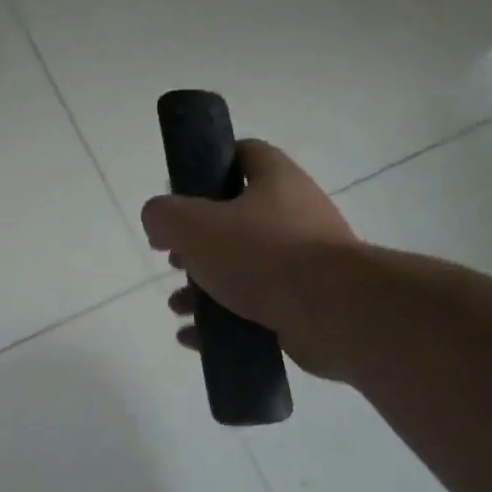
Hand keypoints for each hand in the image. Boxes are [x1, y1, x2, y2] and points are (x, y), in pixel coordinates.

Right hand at [141, 140, 358, 377]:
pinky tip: (195, 338)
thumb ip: (165, 215)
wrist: (335, 314)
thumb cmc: (263, 255)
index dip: (208, 166)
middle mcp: (294, 214)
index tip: (179, 193)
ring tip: (178, 306)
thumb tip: (157, 221)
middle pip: (235, 218)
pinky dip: (222, 320)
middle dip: (196, 243)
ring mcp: (303, 261)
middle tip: (173, 260)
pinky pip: (254, 307)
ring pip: (242, 268)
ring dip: (204, 287)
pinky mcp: (305, 303)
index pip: (242, 154)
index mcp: (275, 181)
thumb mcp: (196, 226)